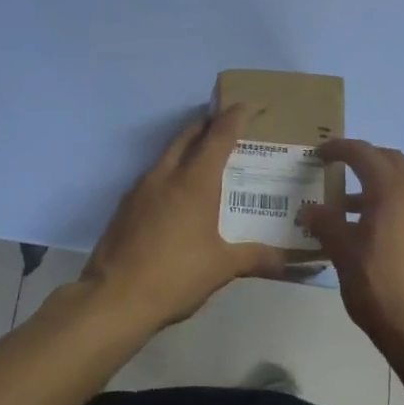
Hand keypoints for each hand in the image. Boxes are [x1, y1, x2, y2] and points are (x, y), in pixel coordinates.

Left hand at [80, 104, 286, 331]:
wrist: (113, 299)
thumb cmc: (176, 276)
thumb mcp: (223, 268)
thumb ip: (257, 258)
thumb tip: (290, 263)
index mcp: (195, 181)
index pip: (219, 135)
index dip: (235, 117)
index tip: (248, 105)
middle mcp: (167, 175)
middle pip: (188, 135)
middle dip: (208, 124)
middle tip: (227, 125)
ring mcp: (141, 189)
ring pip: (167, 153)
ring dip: (187, 147)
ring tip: (205, 158)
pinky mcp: (125, 207)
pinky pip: (153, 176)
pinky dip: (170, 172)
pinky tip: (177, 195)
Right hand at [298, 140, 403, 361]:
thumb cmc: (378, 285)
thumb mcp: (342, 252)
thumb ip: (325, 222)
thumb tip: (310, 210)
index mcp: (393, 189)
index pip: (363, 153)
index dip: (339, 149)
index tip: (319, 154)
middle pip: (389, 161)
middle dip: (363, 159)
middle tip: (337, 168)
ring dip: (378, 183)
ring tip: (349, 205)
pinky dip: (393, 201)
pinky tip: (374, 227)